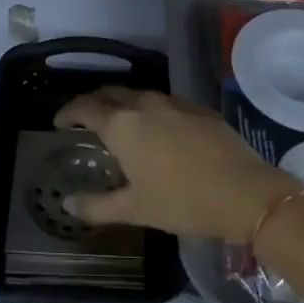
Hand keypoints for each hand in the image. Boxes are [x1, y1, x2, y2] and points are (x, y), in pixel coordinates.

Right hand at [54, 88, 298, 242]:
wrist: (244, 192)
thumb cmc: (182, 201)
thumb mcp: (134, 209)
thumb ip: (97, 206)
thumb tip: (67, 203)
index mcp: (121, 125)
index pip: (84, 107)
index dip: (68, 113)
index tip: (59, 123)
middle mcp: (144, 104)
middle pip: (109, 93)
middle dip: (93, 103)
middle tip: (85, 120)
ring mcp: (173, 102)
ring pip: (138, 94)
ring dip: (122, 104)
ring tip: (120, 124)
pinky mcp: (197, 107)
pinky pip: (164, 101)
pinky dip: (149, 109)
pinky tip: (157, 129)